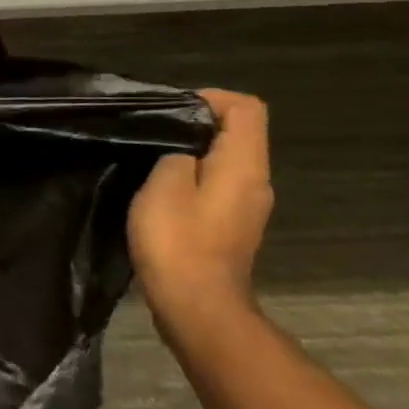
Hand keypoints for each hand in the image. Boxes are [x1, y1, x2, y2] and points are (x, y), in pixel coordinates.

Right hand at [127, 89, 273, 318]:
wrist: (197, 310)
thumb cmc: (179, 242)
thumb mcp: (164, 185)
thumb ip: (175, 154)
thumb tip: (182, 151)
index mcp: (243, 166)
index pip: (247, 108)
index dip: (211, 97)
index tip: (173, 109)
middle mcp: (255, 182)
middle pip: (238, 133)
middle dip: (197, 124)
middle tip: (155, 132)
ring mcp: (247, 208)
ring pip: (226, 161)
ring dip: (192, 153)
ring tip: (152, 159)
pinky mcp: (232, 228)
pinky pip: (218, 186)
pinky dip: (193, 178)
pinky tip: (162, 193)